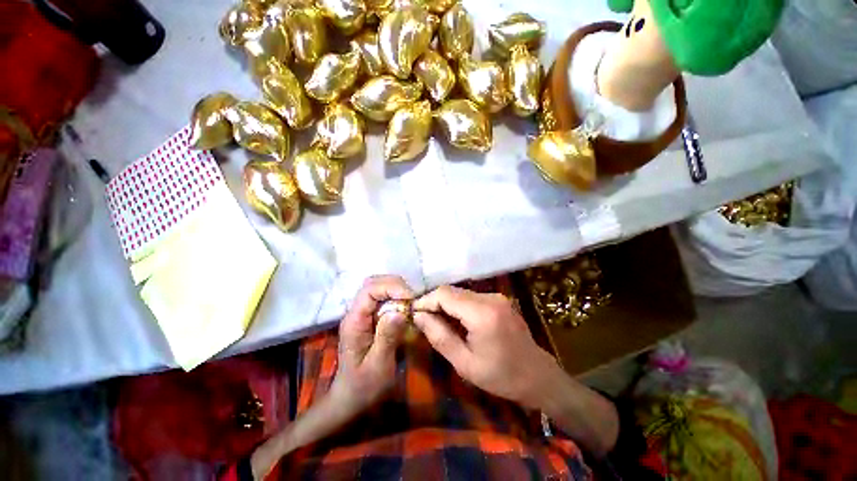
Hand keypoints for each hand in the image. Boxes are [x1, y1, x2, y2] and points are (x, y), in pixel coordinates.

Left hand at [329, 275, 413, 416]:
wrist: (350, 398)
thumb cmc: (364, 386)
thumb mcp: (378, 365)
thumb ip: (387, 337)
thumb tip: (399, 311)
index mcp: (354, 322)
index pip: (369, 290)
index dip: (391, 287)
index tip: (410, 298)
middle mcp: (356, 313)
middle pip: (372, 283)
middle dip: (395, 285)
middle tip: (412, 299)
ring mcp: (362, 314)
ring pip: (377, 288)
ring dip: (396, 289)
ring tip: (410, 302)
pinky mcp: (369, 318)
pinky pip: (382, 298)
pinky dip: (395, 297)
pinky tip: (404, 308)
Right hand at [413, 286, 560, 408]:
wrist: (537, 376)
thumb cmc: (501, 376)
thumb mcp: (464, 363)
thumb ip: (439, 337)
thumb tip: (419, 316)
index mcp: (482, 314)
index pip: (445, 294)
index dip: (425, 300)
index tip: (413, 313)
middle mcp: (490, 298)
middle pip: (452, 291)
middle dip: (434, 302)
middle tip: (423, 319)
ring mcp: (496, 296)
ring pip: (460, 292)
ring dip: (445, 304)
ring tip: (437, 321)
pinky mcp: (498, 298)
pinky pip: (470, 297)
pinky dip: (458, 305)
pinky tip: (456, 320)